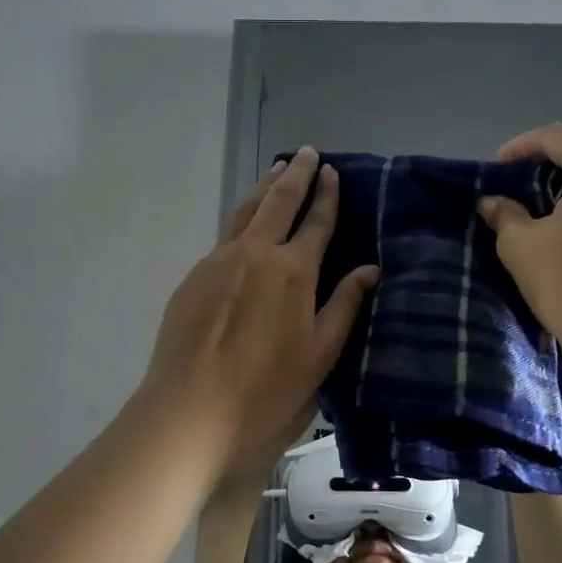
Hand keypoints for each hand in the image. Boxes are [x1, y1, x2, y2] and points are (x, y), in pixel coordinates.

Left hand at [142, 147, 377, 480]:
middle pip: (277, 203)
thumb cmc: (266, 389)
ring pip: (244, 212)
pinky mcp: (193, 277)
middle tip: (306, 153)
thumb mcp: (320, 353)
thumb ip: (345, 305)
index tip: (332, 171)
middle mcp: (255, 254)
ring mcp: (218, 262)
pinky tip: (245, 224)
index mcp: (292, 271)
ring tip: (276, 170)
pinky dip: (241, 218)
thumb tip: (371, 268)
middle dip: (295, 175)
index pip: (316, 222)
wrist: (190, 409)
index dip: (326, 195)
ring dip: (263, 188)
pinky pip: (225, 236)